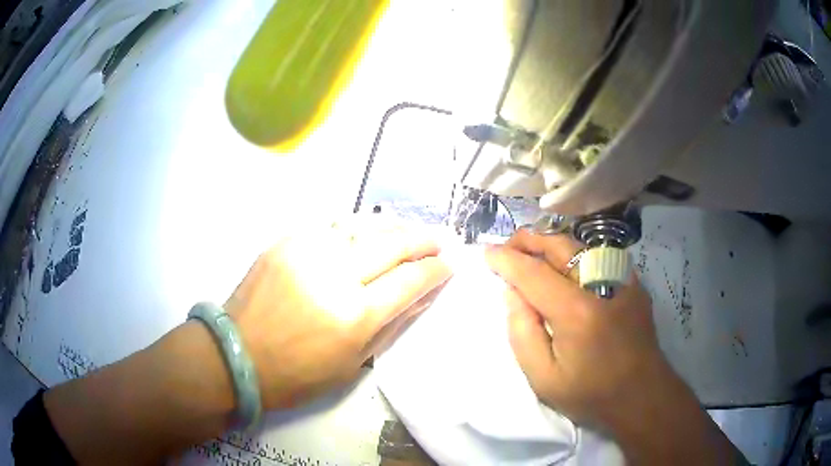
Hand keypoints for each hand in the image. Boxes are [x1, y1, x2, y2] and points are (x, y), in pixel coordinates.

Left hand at [226, 218, 451, 409]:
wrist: (237, 356)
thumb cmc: (297, 374)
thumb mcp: (353, 363)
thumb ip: (391, 324)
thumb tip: (421, 296)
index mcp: (353, 315)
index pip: (409, 281)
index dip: (435, 270)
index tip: (450, 264)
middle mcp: (333, 275)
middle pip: (391, 244)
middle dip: (422, 240)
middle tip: (438, 240)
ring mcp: (306, 252)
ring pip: (362, 226)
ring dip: (392, 228)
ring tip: (408, 232)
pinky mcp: (285, 242)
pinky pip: (331, 226)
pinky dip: (356, 228)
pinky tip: (366, 233)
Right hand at [484, 229, 675, 428]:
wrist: (641, 395)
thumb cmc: (590, 394)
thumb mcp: (543, 378)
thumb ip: (521, 332)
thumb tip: (512, 293)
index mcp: (576, 312)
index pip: (532, 272)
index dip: (505, 259)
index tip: (486, 253)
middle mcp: (602, 284)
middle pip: (559, 244)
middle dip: (527, 239)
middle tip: (507, 247)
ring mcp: (623, 279)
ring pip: (580, 245)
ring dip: (550, 243)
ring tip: (530, 253)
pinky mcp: (634, 282)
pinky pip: (598, 256)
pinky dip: (574, 254)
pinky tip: (565, 268)